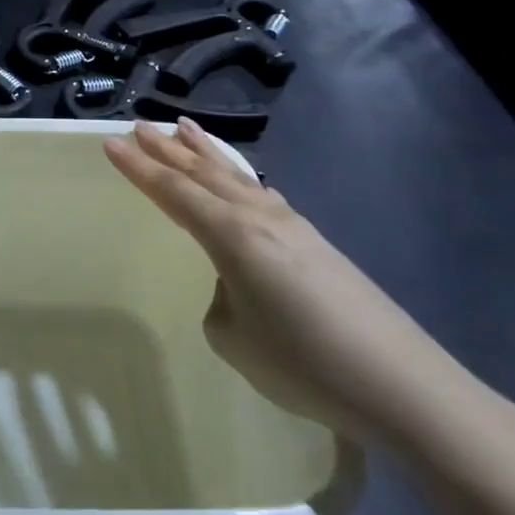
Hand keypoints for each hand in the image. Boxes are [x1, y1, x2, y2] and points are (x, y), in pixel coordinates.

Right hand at [103, 119, 471, 448]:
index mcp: (232, 236)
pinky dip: (238, 178)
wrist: (405, 388)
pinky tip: (240, 180)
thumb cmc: (304, 363)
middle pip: (204, 173)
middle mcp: (261, 219)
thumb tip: (236, 287)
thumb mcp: (233, 337)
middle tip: (140, 126)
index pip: (173, 192)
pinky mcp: (317, 245)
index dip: (138, 168)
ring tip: (183, 129)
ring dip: (205, 154)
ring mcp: (294, 228)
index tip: (109, 143)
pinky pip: (262, 195)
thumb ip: (221, 299)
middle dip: (168, 149)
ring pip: (237, 178)